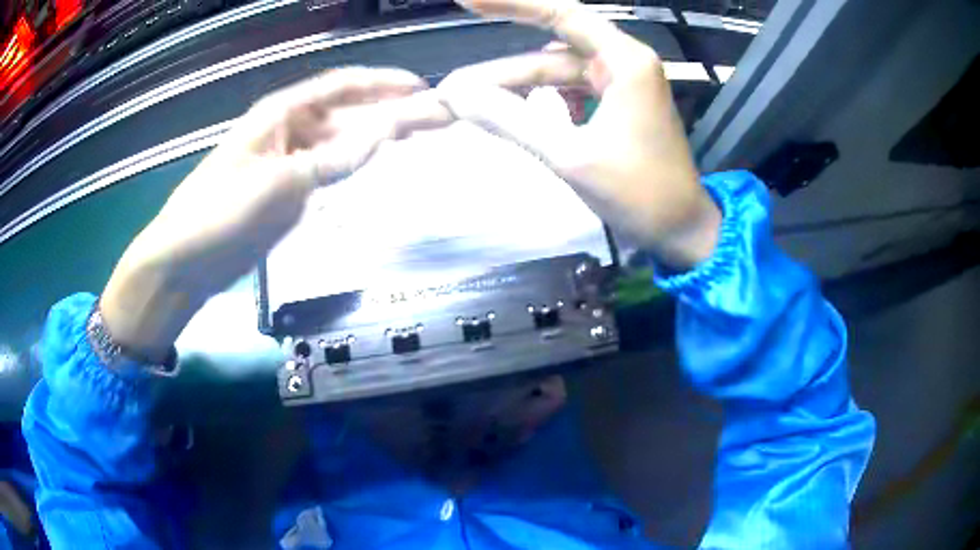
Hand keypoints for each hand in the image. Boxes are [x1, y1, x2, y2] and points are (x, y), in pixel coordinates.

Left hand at [101, 68, 452, 360]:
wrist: (185, 263)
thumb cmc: (218, 215)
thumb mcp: (275, 184)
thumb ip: (331, 160)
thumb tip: (384, 135)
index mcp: (280, 115)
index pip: (341, 87)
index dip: (384, 84)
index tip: (425, 90)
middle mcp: (288, 131)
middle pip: (347, 113)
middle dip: (390, 111)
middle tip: (436, 118)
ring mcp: (289, 162)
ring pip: (341, 142)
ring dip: (377, 138)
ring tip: (418, 139)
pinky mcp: (288, 192)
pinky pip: (330, 171)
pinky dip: (356, 166)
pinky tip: (377, 166)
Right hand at [437, 0, 720, 269]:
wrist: (681, 230)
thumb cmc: (639, 194)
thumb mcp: (570, 156)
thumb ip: (511, 120)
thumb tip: (456, 94)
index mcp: (625, 61)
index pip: (561, 14)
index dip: (512, 3)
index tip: (467, 0)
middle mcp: (625, 62)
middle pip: (551, 52)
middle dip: (502, 71)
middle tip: (453, 88)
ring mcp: (622, 84)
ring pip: (557, 74)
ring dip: (517, 88)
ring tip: (471, 104)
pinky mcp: (617, 106)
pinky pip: (570, 92)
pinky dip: (541, 100)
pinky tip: (514, 112)